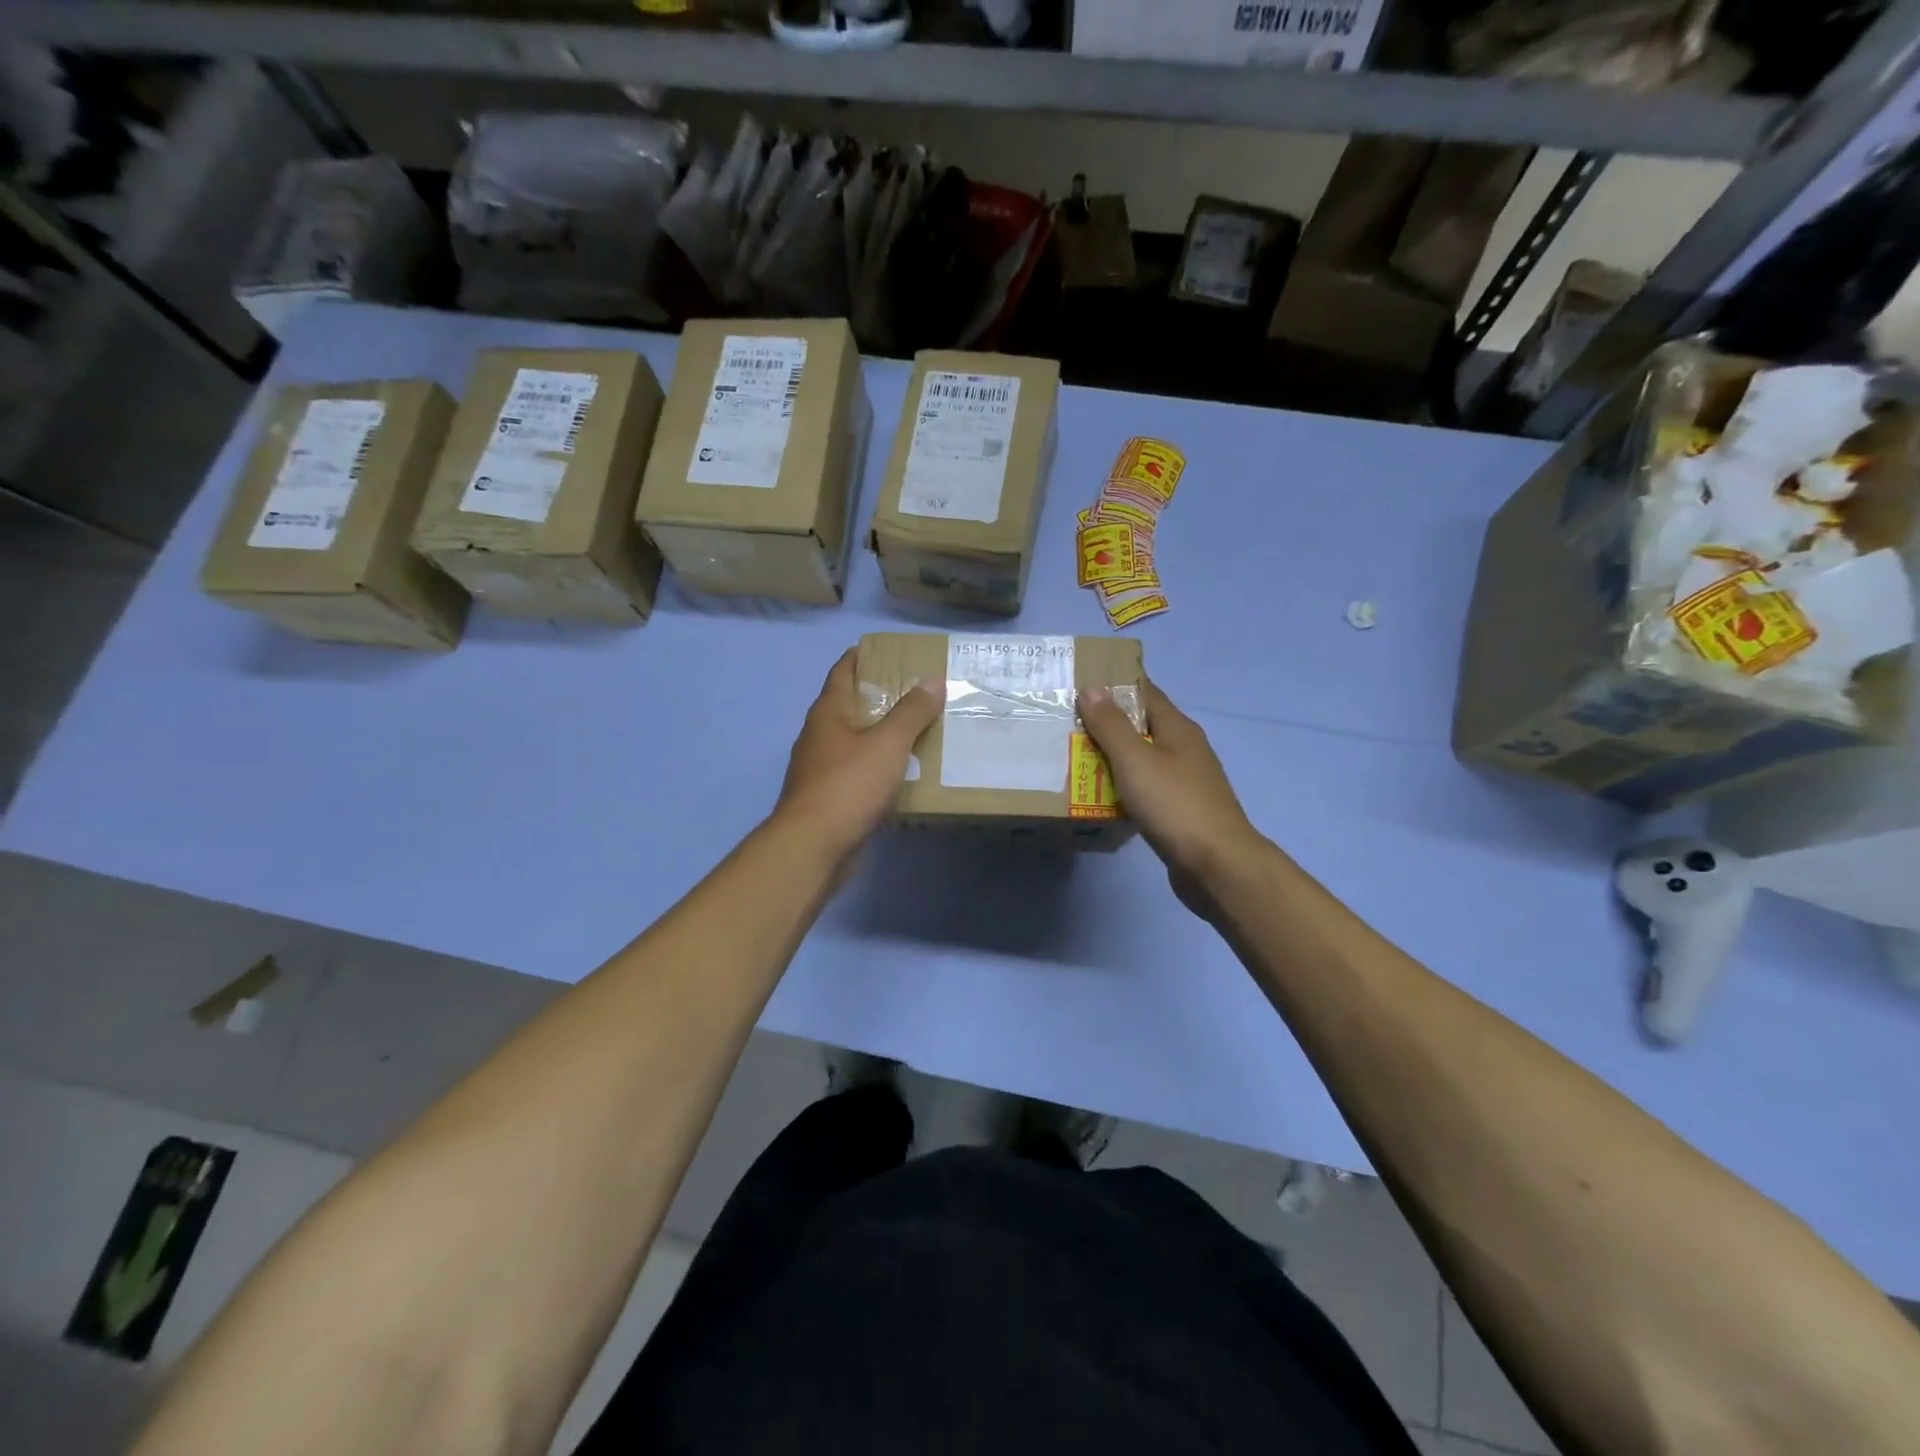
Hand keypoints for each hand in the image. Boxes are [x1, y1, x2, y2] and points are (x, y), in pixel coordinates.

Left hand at [775, 649, 942, 858]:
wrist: (814, 846)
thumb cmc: (849, 785)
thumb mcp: (888, 743)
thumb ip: (912, 711)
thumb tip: (933, 679)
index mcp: (828, 712)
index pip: (843, 670)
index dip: (863, 656)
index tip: (890, 651)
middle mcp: (820, 734)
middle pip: (850, 704)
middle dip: (880, 695)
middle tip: (918, 690)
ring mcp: (821, 767)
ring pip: (855, 740)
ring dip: (882, 733)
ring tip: (919, 729)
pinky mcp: (829, 796)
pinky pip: (858, 771)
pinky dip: (879, 765)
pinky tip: (903, 772)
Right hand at [1080, 679, 1263, 912]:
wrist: (1217, 865)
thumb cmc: (1175, 804)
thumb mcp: (1135, 760)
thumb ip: (1111, 725)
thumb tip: (1092, 688)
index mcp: (1178, 729)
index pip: (1145, 692)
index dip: (1115, 684)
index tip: (1080, 681)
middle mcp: (1184, 749)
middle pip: (1141, 726)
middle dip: (1107, 723)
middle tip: (1066, 723)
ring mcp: (1185, 782)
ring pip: (1142, 760)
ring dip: (1112, 757)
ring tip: (1073, 758)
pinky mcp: (1180, 811)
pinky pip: (1145, 789)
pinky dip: (1123, 787)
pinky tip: (1100, 796)